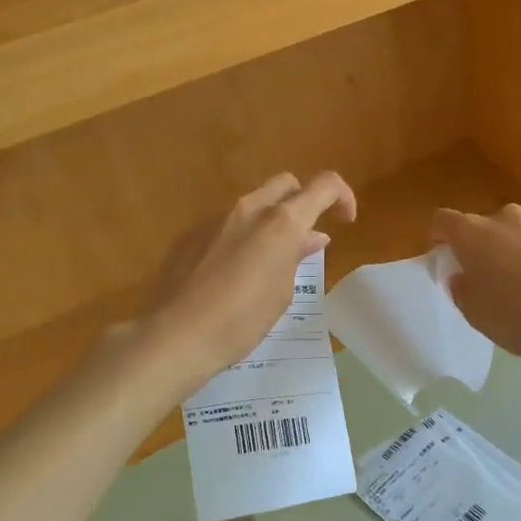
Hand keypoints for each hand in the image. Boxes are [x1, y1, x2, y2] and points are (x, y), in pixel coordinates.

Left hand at [136, 171, 356, 393]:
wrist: (175, 335)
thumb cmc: (241, 321)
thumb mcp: (281, 293)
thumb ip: (296, 257)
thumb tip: (310, 237)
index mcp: (281, 222)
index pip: (324, 186)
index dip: (343, 196)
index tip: (345, 220)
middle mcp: (249, 209)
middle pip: (286, 184)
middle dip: (302, 201)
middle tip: (304, 236)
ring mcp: (215, 218)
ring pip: (253, 204)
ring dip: (268, 221)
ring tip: (266, 262)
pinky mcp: (190, 234)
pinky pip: (225, 224)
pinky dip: (239, 236)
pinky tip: (230, 273)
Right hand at [432, 203, 520, 382]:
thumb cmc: (519, 319)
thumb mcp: (477, 316)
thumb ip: (463, 291)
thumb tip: (462, 276)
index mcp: (475, 235)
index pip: (444, 220)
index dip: (442, 236)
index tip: (447, 255)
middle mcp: (509, 218)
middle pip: (490, 226)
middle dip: (490, 246)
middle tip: (500, 279)